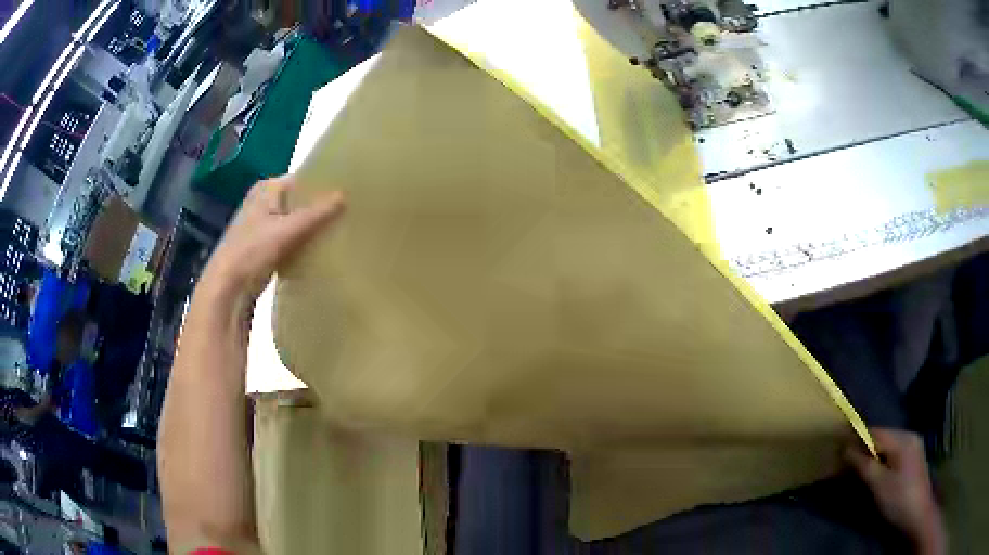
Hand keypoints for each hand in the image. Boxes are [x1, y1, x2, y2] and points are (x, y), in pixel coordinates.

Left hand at [200, 176, 345, 306]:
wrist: (228, 287)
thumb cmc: (252, 251)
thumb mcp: (287, 230)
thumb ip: (316, 213)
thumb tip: (344, 195)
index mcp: (267, 188)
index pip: (302, 180)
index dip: (322, 186)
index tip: (348, 193)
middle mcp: (264, 201)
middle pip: (298, 201)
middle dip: (319, 208)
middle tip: (349, 213)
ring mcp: (262, 224)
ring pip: (295, 221)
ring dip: (312, 227)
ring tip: (340, 230)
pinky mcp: (264, 246)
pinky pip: (290, 238)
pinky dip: (303, 242)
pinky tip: (321, 249)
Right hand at [845, 428, 945, 554]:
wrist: (918, 513)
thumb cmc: (898, 499)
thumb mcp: (879, 485)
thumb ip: (864, 465)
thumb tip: (846, 449)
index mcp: (903, 439)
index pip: (876, 432)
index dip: (858, 438)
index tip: (840, 447)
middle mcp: (910, 436)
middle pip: (883, 436)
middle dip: (866, 447)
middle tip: (848, 462)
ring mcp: (914, 445)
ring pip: (889, 444)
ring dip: (874, 454)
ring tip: (861, 469)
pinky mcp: (914, 457)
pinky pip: (895, 451)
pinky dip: (883, 459)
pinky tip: (878, 472)